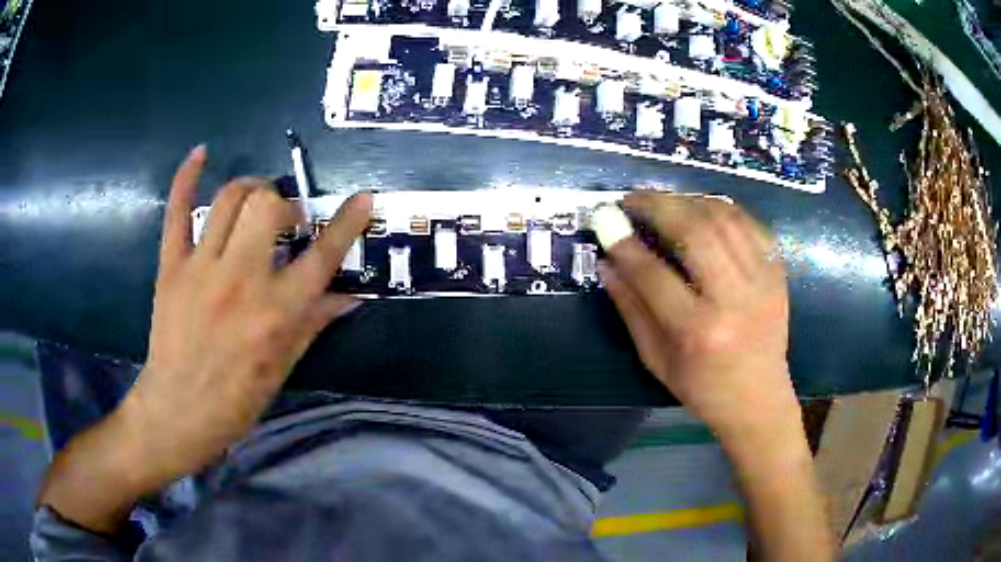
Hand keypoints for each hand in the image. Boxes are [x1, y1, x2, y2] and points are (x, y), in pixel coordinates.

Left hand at [122, 145, 371, 483]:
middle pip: (269, 206)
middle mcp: (242, 280)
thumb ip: (314, 323)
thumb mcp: (284, 366)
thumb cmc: (237, 399)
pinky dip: (188, 176)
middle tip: (285, 220)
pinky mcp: (172, 266)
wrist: (179, 411)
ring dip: (251, 189)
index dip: (347, 222)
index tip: (363, 199)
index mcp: (276, 312)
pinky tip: (201, 153)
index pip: (322, 255)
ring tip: (255, 200)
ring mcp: (202, 268)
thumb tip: (350, 296)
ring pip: (231, 198)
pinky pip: (178, 210)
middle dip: (284, 203)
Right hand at [598, 192, 796, 435]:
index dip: (624, 243)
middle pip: (695, 232)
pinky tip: (701, 210)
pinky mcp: (778, 273)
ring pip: (724, 219)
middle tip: (632, 199)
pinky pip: (749, 223)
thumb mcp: (655, 359)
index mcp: (698, 332)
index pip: (653, 275)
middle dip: (657, 206)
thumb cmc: (702, 387)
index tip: (605, 221)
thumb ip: (630, 308)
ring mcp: (762, 282)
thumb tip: (606, 261)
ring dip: (688, 201)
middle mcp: (733, 300)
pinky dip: (721, 208)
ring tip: (664, 202)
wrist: (758, 399)